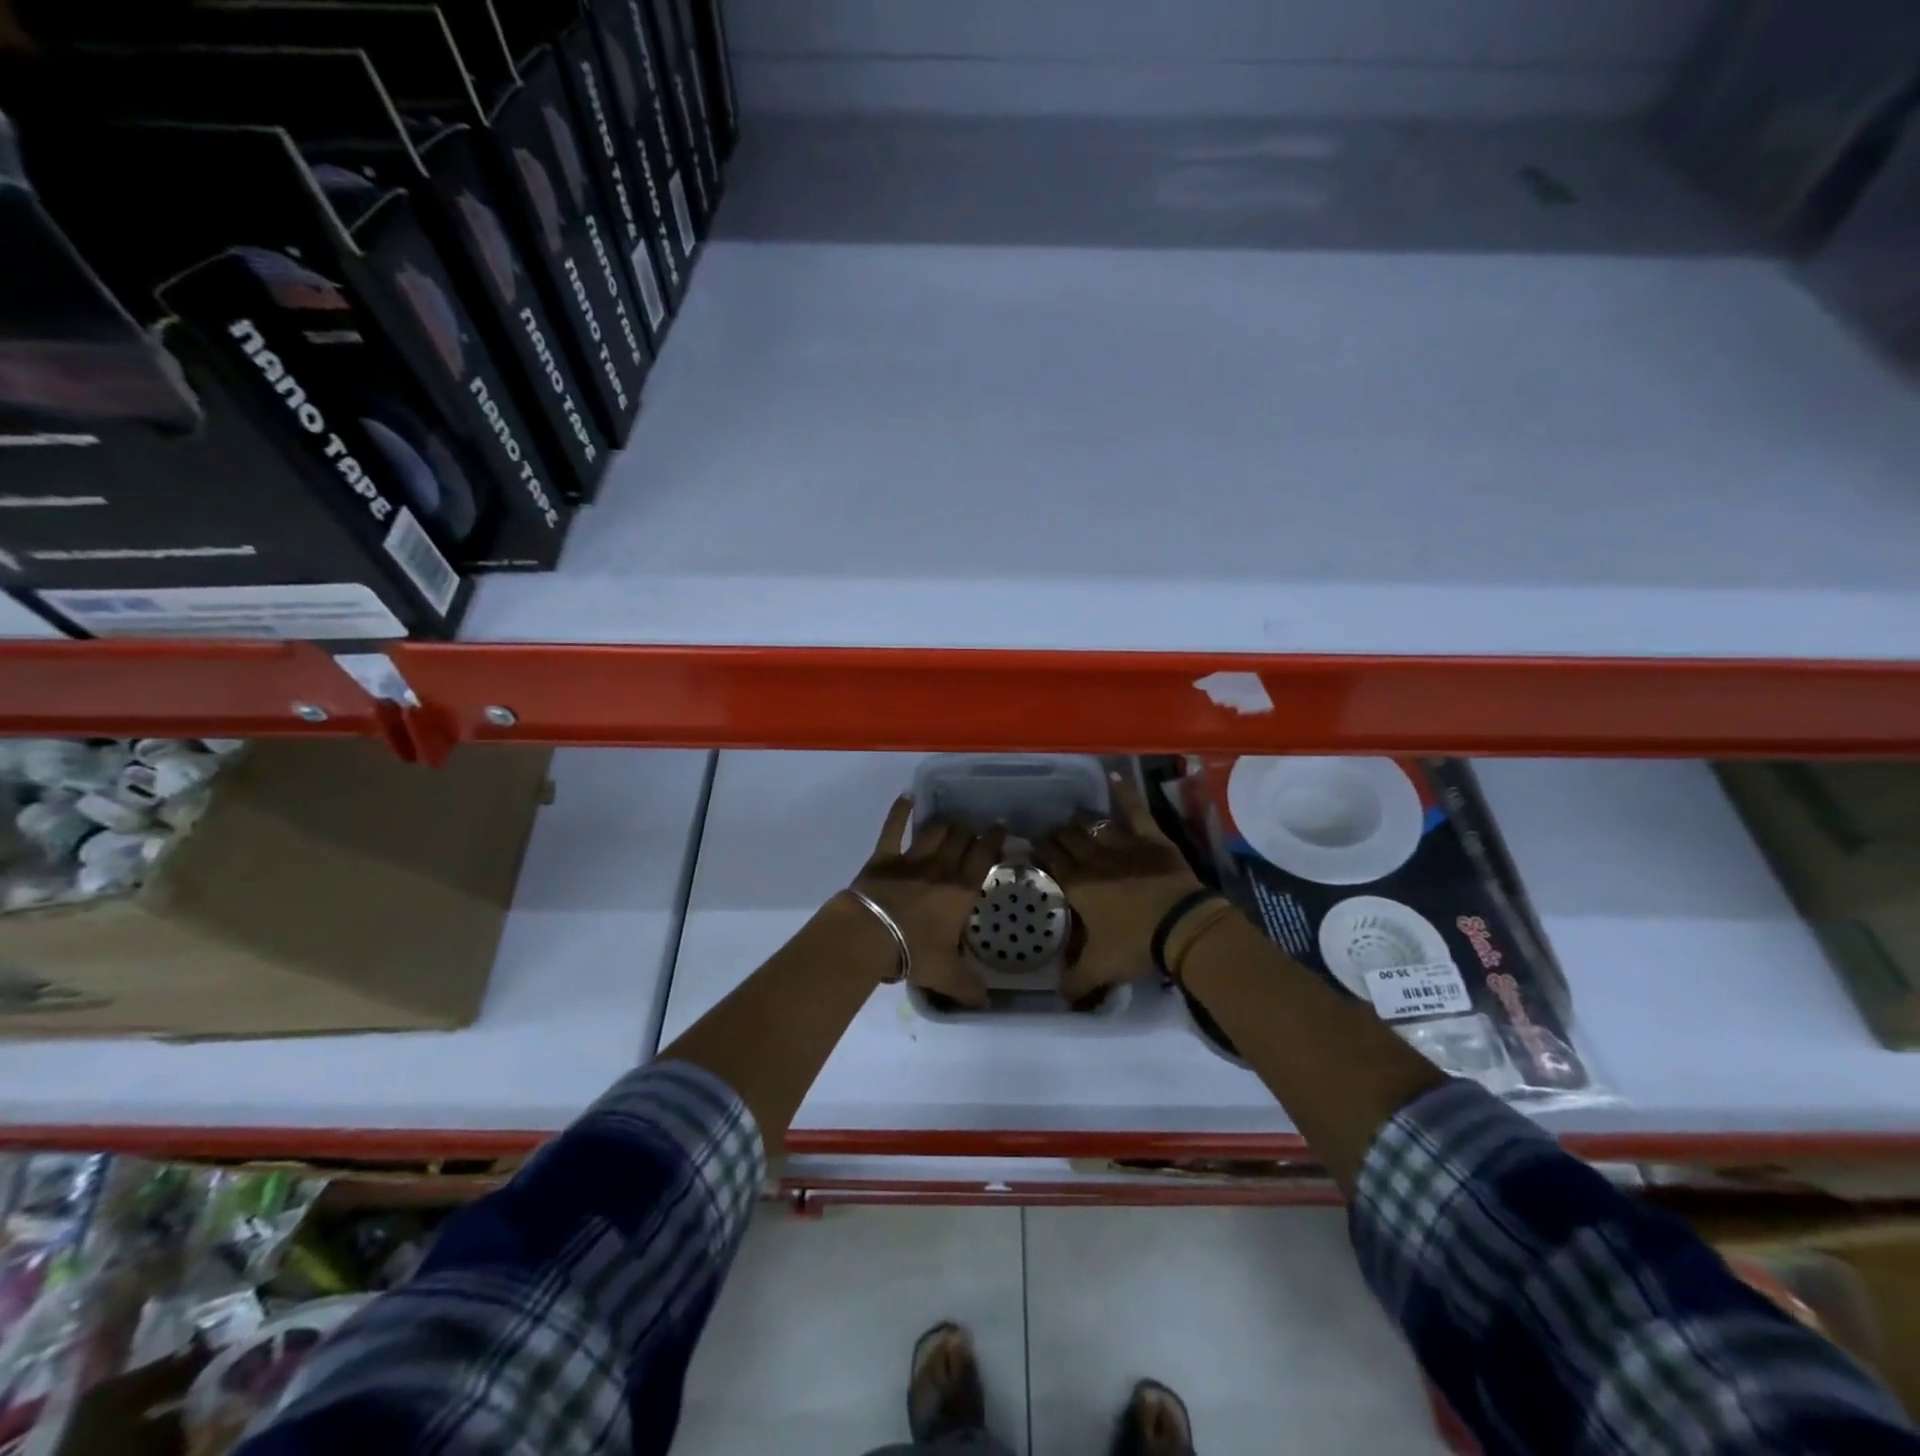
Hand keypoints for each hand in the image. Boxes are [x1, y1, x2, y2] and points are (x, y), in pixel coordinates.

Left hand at [851, 798, 1005, 1007]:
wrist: (870, 936)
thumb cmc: (914, 952)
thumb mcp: (946, 974)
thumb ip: (968, 987)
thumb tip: (986, 1003)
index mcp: (961, 889)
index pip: (984, 855)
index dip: (994, 839)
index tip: (1000, 829)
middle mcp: (941, 867)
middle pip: (961, 837)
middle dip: (970, 830)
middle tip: (974, 830)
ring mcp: (911, 858)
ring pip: (934, 830)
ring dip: (944, 824)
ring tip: (950, 823)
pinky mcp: (883, 856)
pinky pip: (892, 828)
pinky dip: (899, 811)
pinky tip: (905, 799)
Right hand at [1032, 776, 1204, 1002]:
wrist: (1182, 928)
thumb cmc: (1136, 945)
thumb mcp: (1100, 969)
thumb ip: (1075, 982)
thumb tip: (1059, 996)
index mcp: (1076, 886)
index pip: (1049, 861)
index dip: (1038, 852)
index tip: (1030, 848)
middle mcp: (1093, 859)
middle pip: (1067, 840)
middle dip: (1054, 836)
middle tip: (1049, 836)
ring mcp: (1122, 844)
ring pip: (1093, 825)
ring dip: (1079, 821)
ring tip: (1071, 818)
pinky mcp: (1150, 838)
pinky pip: (1134, 810)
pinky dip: (1124, 793)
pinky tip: (1114, 775)